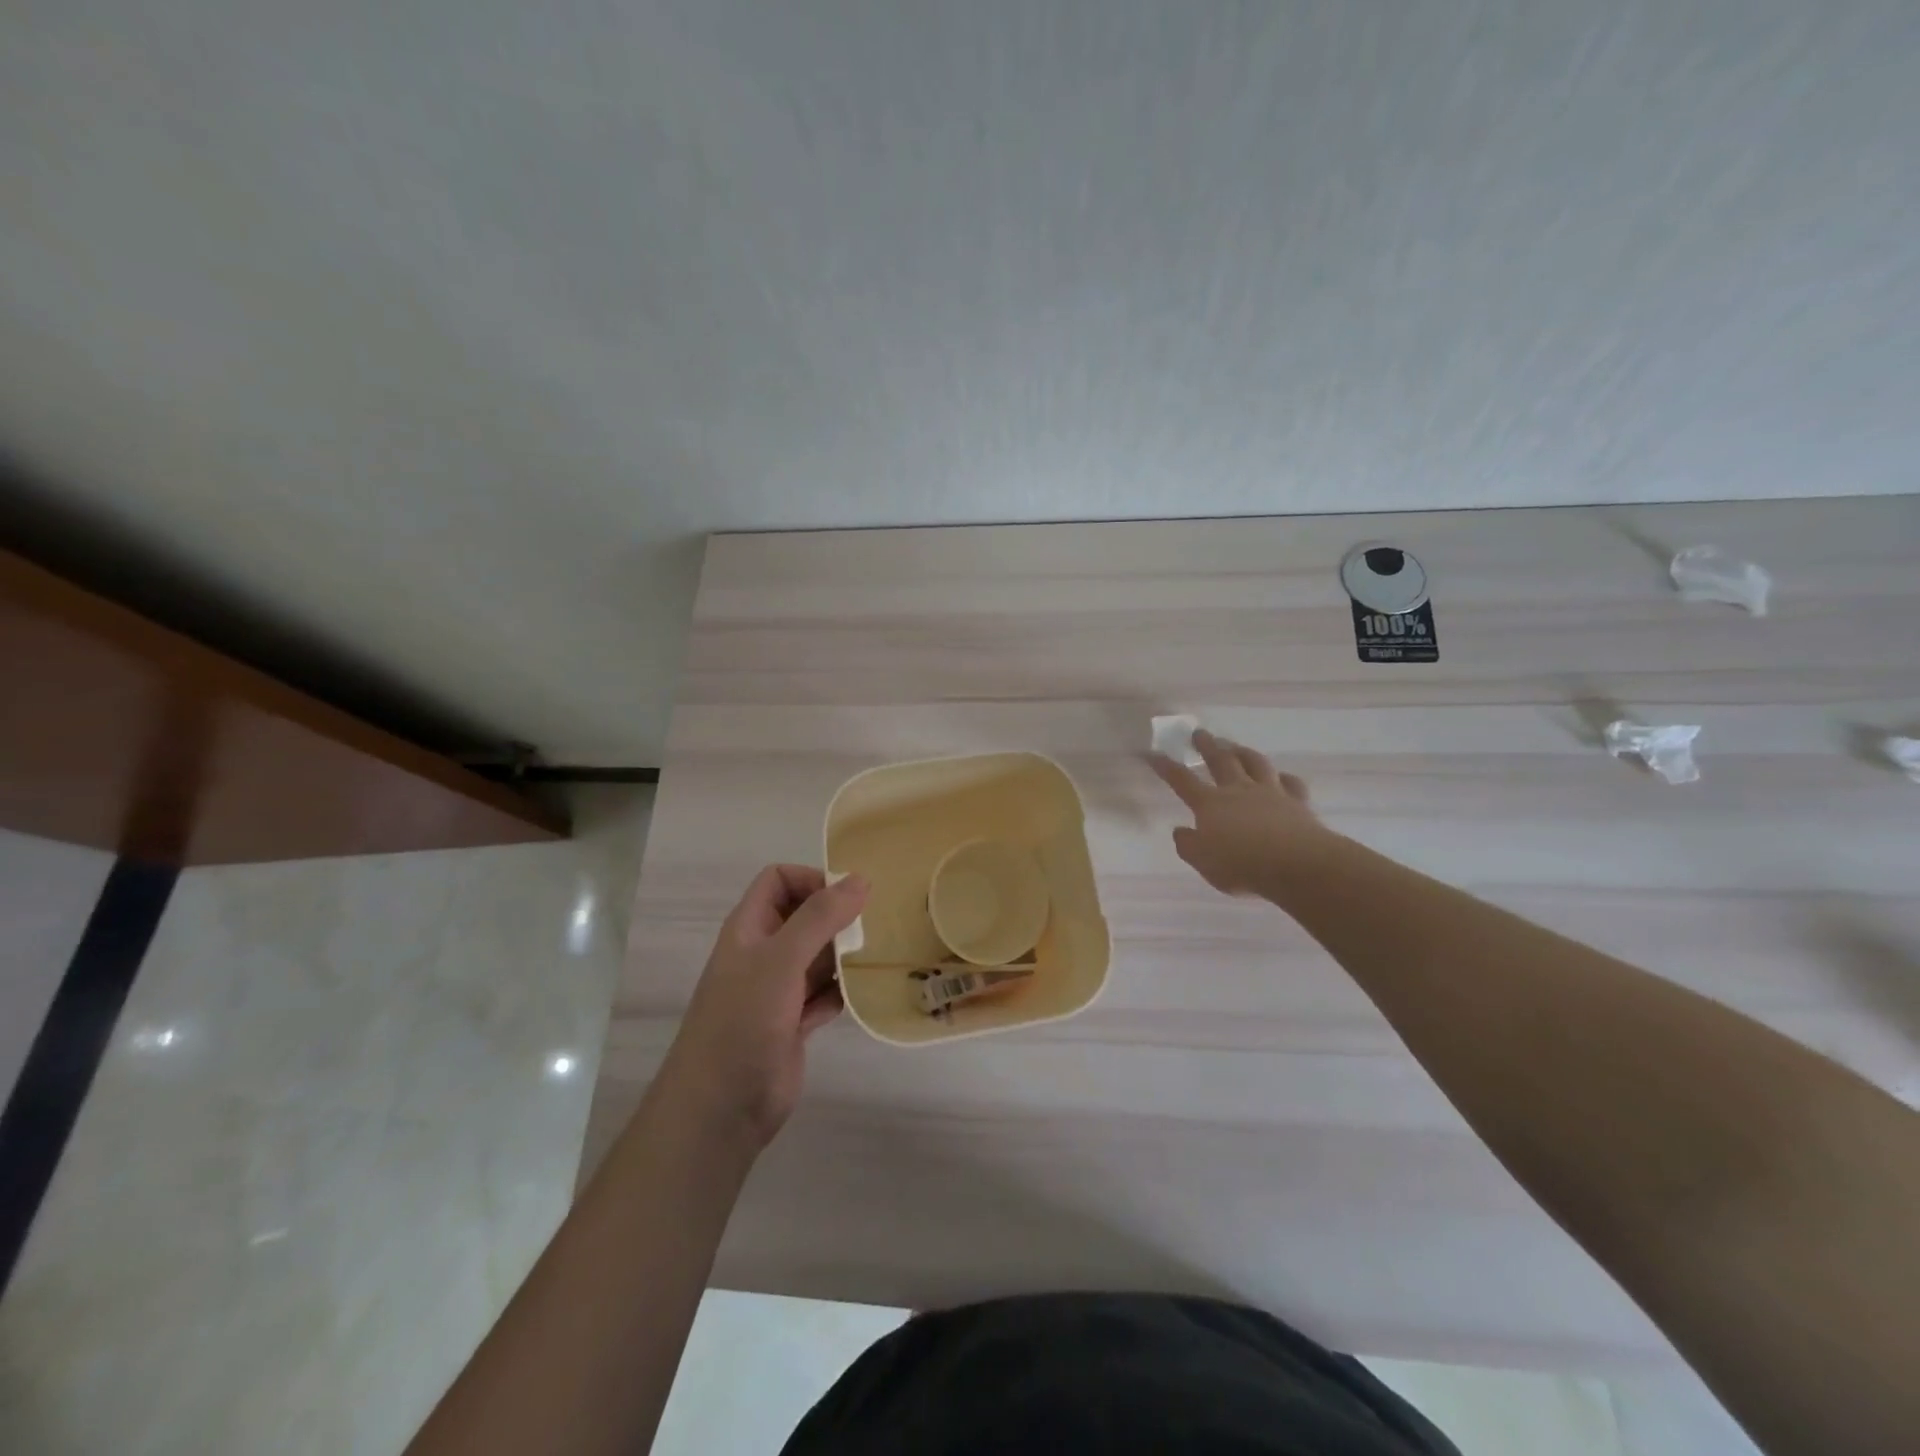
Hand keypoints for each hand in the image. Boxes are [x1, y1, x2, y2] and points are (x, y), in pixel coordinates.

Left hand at [657, 865, 867, 1148]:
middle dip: (836, 917)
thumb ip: (820, 917)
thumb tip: (860, 879)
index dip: (811, 880)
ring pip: (817, 956)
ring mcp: (778, 990)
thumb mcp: (781, 959)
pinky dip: (842, 990)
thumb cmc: (743, 1020)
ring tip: (875, 956)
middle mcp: (763, 953)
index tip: (847, 897)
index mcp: (749, 928)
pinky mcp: (793, 1023)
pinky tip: (863, 993)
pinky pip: (825, 994)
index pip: (779, 881)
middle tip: (871, 927)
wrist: (721, 1107)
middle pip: (804, 916)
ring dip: (844, 954)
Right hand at [1150, 730, 1332, 898]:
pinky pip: (1291, 784)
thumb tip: (1179, 830)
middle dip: (1207, 746)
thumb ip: (1188, 845)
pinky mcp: (1297, 802)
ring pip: (1255, 764)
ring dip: (1242, 752)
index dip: (1165, 766)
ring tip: (1235, 745)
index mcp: (1210, 804)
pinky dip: (1284, 778)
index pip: (1181, 780)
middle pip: (1220, 761)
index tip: (1153, 753)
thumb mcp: (1203, 862)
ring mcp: (1270, 793)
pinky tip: (1282, 776)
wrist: (1296, 864)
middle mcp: (1238, 791)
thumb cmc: (1242, 865)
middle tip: (1199, 733)